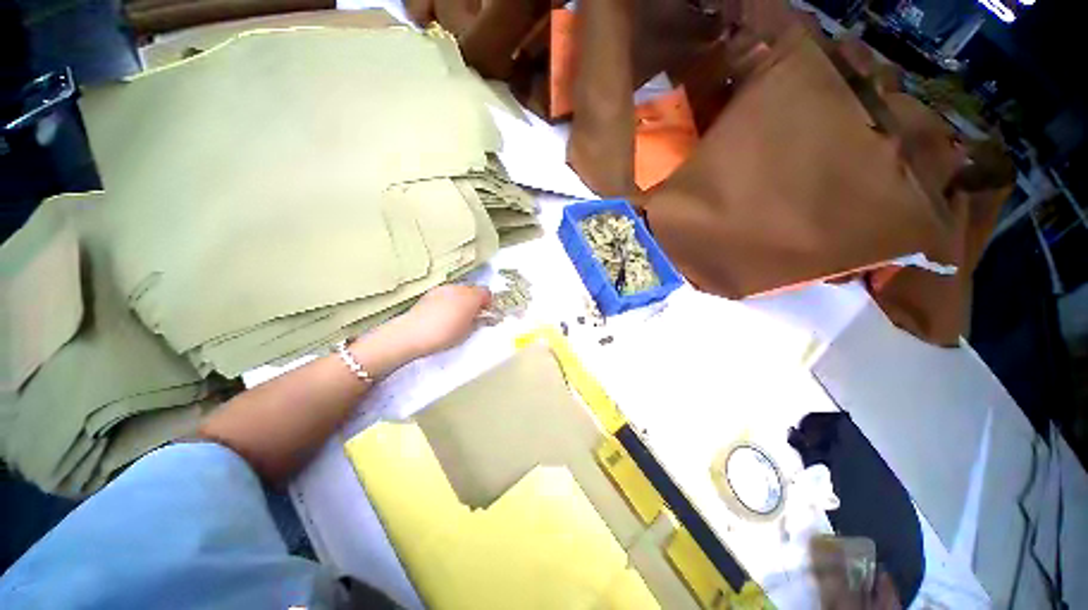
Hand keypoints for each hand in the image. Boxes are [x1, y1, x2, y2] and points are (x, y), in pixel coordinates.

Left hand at [396, 285, 491, 357]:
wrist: (413, 333)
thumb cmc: (444, 335)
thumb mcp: (467, 332)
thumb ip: (478, 321)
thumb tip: (481, 318)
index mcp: (471, 297)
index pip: (486, 293)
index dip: (488, 303)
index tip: (485, 313)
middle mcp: (459, 288)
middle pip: (473, 289)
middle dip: (475, 300)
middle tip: (472, 315)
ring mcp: (444, 288)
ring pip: (459, 290)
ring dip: (462, 299)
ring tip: (456, 316)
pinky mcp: (431, 292)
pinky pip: (446, 293)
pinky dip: (449, 300)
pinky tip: (443, 314)